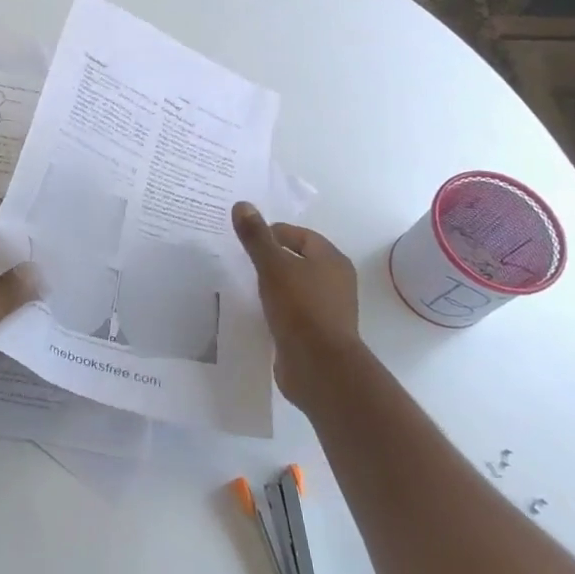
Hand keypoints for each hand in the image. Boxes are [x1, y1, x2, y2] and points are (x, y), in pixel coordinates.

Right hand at [232, 201, 363, 407]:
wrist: (320, 368)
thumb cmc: (301, 309)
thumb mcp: (273, 267)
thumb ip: (256, 237)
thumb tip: (242, 205)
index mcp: (331, 260)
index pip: (299, 235)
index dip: (272, 233)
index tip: (245, 240)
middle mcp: (334, 282)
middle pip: (298, 260)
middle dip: (270, 258)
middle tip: (240, 260)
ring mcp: (327, 310)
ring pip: (294, 287)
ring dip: (272, 285)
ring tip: (244, 285)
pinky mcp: (316, 334)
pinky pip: (292, 312)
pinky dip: (275, 308)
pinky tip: (255, 312)